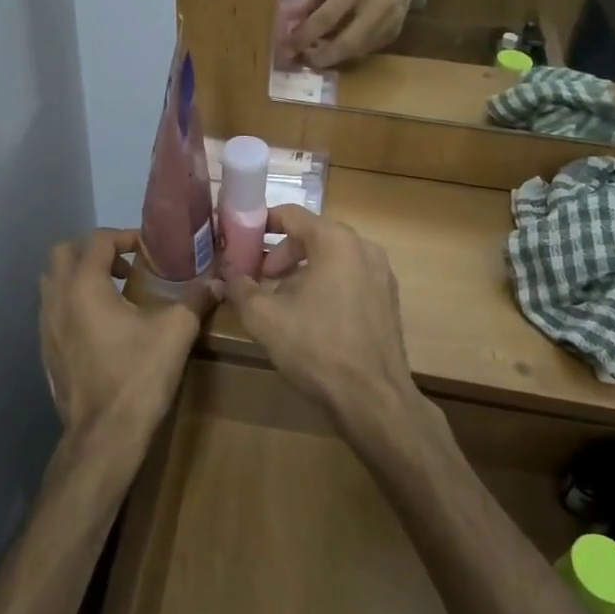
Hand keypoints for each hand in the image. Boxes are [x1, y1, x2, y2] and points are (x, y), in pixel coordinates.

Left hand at [39, 229, 210, 445]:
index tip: (148, 250)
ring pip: (53, 281)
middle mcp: (57, 297)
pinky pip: (53, 309)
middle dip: (94, 251)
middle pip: (64, 252)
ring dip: (80, 276)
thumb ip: (195, 300)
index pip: (98, 239)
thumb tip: (217, 282)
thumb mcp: (176, 332)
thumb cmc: (138, 376)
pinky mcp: (45, 349)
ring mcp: (45, 325)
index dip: (125, 236)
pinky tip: (101, 326)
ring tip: (114, 293)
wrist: (104, 435)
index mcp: (85, 284)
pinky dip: (72, 303)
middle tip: (125, 267)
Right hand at [222, 206, 419, 430]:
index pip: (291, 215)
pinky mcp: (388, 299)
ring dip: (302, 270)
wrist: (372, 399)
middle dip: (280, 253)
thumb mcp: (264, 318)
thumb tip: (226, 273)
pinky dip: (326, 284)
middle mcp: (363, 247)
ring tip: (280, 301)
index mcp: (335, 240)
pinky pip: (350, 277)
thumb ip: (240, 288)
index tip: (239, 241)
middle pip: (312, 235)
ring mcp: (381, 273)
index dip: (260, 224)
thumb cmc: (316, 348)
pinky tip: (310, 316)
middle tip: (259, 278)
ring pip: (332, 258)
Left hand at [291, 0, 425, 68]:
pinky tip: (333, 47)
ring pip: (356, 52)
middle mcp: (378, 6)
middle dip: (320, 57)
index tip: (287, 47)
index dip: (305, 35)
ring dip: (332, 57)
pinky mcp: (394, 34)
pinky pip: (365, 50)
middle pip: (347, 44)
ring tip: (312, 54)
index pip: (327, 17)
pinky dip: (346, 53)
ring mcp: (390, 23)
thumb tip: (289, 20)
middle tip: (301, 59)